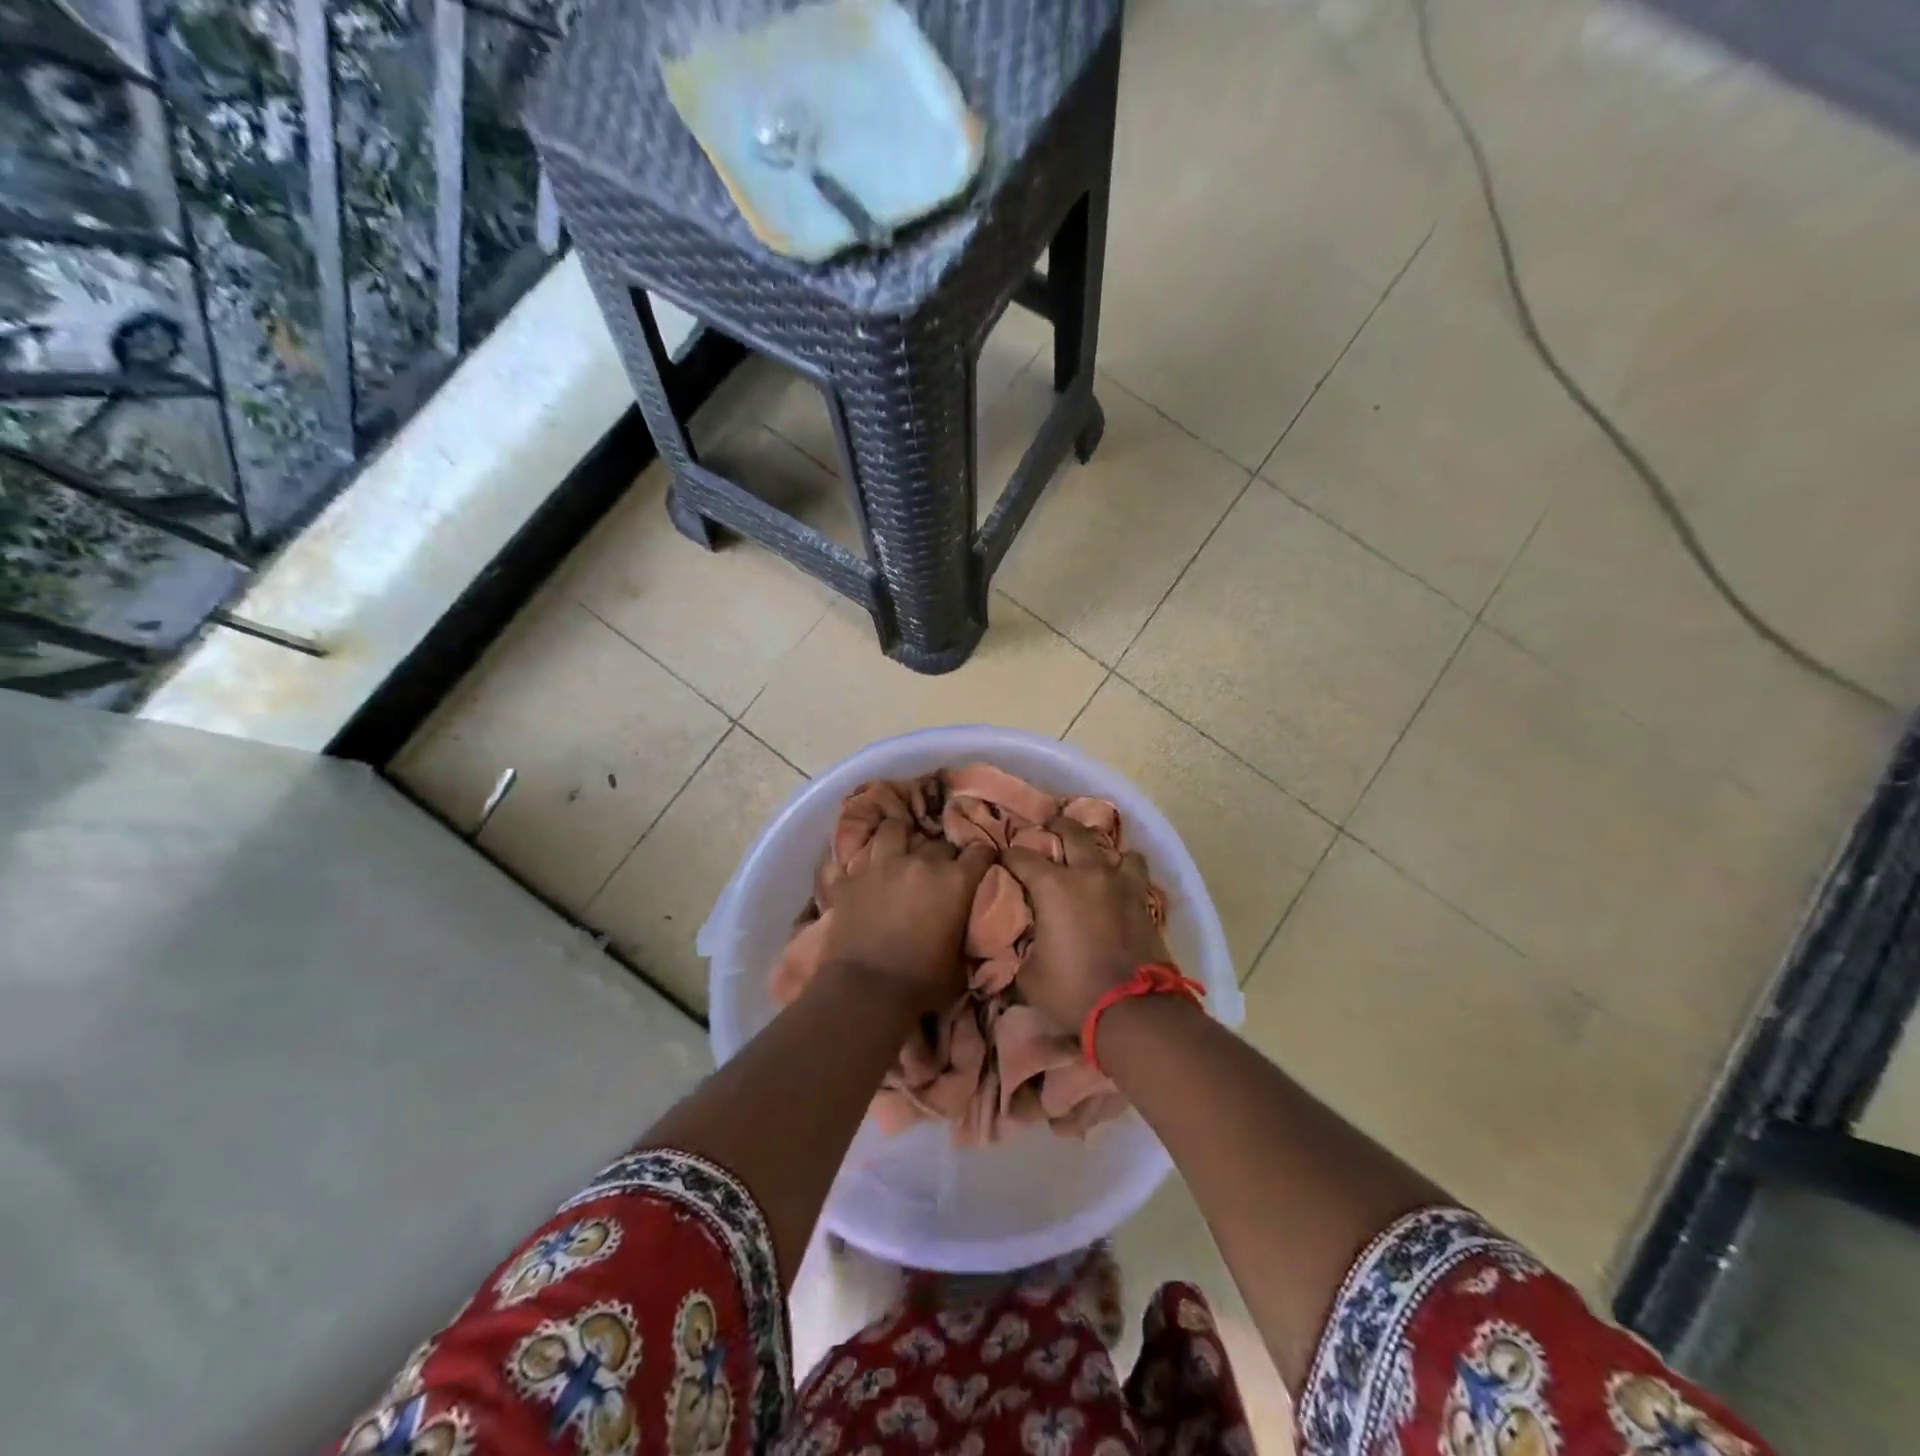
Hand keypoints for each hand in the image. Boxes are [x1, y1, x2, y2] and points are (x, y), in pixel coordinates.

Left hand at [817, 828, 995, 1013]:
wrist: (866, 991)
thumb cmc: (922, 983)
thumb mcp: (960, 961)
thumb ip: (964, 930)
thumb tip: (962, 923)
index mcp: (955, 881)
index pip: (980, 852)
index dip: (981, 858)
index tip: (980, 865)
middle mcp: (920, 862)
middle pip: (938, 843)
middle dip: (941, 855)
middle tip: (937, 872)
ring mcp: (881, 865)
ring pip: (892, 829)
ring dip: (898, 838)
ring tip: (898, 850)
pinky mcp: (849, 879)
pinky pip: (851, 859)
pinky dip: (858, 865)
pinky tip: (860, 872)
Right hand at [1003, 818, 1172, 1030]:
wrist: (1133, 1009)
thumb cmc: (1072, 990)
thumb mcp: (1030, 975)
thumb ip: (1025, 948)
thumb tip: (1027, 943)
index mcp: (1054, 886)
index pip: (1023, 856)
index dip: (1009, 855)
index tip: (1004, 858)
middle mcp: (1088, 874)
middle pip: (1072, 832)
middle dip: (1057, 826)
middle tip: (1050, 828)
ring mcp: (1121, 884)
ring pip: (1114, 848)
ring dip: (1101, 850)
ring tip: (1094, 860)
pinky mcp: (1144, 901)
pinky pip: (1135, 873)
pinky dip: (1125, 873)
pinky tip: (1118, 885)